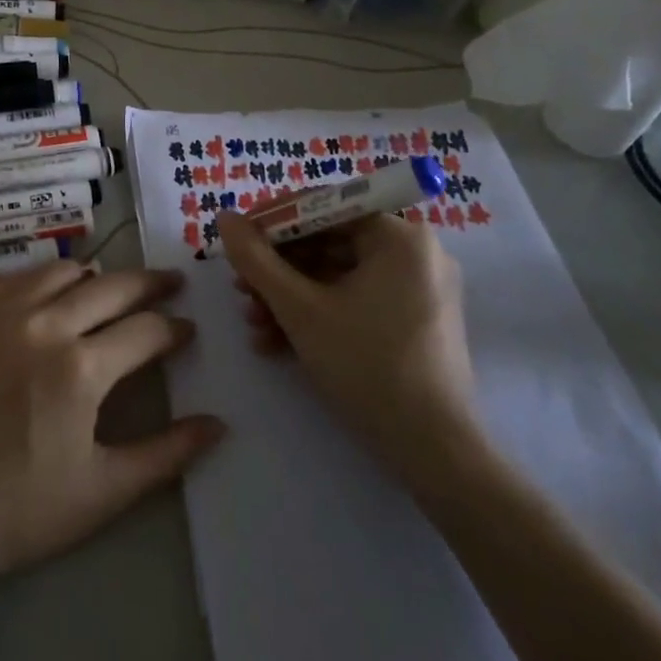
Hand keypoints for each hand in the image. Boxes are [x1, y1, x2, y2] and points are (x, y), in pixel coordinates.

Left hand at [0, 261, 225, 584]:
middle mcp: (45, 325)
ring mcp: (3, 313)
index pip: (146, 330)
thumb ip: (167, 454)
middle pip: (112, 286)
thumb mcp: (105, 490)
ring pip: (65, 271)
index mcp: (82, 368)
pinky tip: (56, 296)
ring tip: (112, 290)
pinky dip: (50, 279)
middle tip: (171, 283)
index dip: (174, 328)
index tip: (188, 329)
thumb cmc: (23, 508)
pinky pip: (22, 278)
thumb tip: (218, 425)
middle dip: (149, 283)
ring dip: (97, 277)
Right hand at [215, 209, 480, 491]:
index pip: (324, 206)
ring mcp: (418, 289)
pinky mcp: (414, 322)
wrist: (435, 454)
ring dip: (289, 296)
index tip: (237, 240)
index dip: (273, 221)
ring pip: (337, 275)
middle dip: (278, 268)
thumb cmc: (367, 367)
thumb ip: (256, 259)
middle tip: (241, 289)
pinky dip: (318, 315)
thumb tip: (224, 217)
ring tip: (253, 322)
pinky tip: (277, 343)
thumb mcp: (299, 309)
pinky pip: (356, 300)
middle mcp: (415, 253)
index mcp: (399, 237)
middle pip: (328, 242)